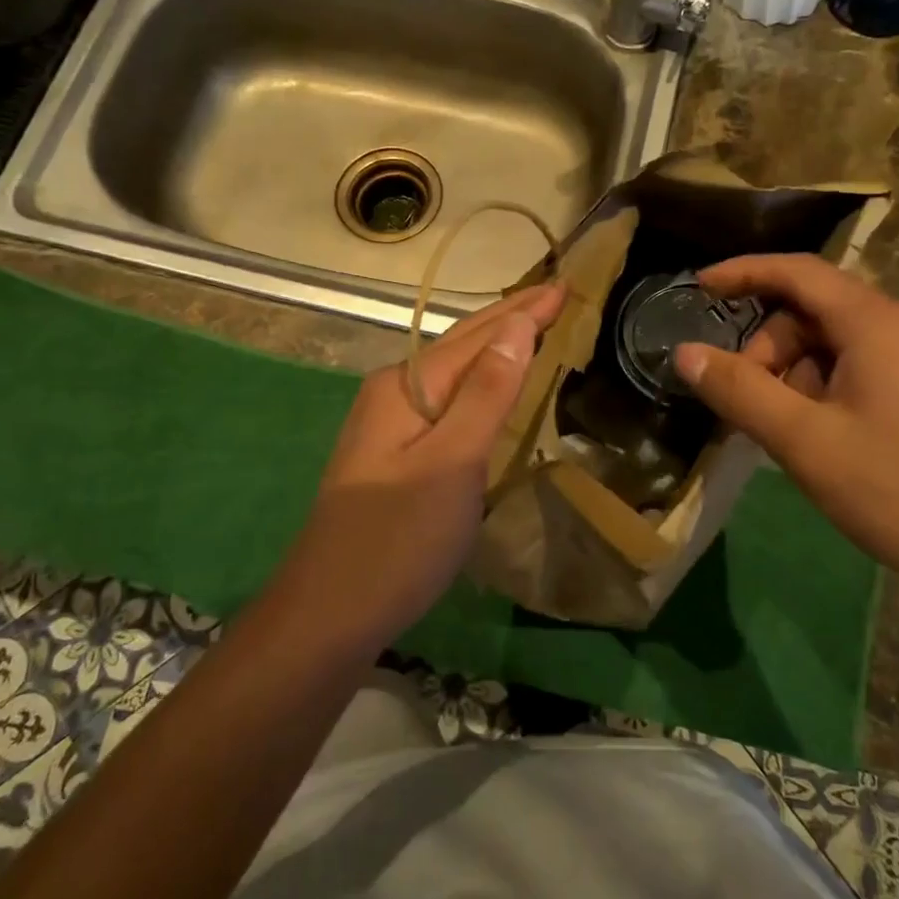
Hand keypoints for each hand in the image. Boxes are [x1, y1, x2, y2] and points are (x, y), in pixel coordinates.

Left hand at [283, 283, 565, 642]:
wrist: (330, 613)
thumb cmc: (398, 537)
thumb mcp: (452, 461)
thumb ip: (486, 393)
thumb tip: (516, 326)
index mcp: (406, 385)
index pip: (477, 333)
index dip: (524, 310)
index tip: (567, 286)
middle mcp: (393, 393)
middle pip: (461, 345)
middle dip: (509, 319)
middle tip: (557, 298)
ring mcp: (389, 426)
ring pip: (453, 375)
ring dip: (495, 350)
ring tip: (534, 331)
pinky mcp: (395, 457)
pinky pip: (448, 403)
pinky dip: (481, 387)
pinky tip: (494, 393)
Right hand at [673, 255, 898, 619]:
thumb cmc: (898, 493)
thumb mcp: (804, 442)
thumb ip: (739, 390)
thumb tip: (684, 351)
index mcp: (881, 323)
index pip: (799, 272)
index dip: (743, 272)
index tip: (699, 286)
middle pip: (818, 312)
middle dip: (772, 349)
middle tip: (751, 405)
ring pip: (844, 342)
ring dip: (802, 374)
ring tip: (795, 433)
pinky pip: (873, 364)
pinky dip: (834, 385)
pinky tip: (831, 435)